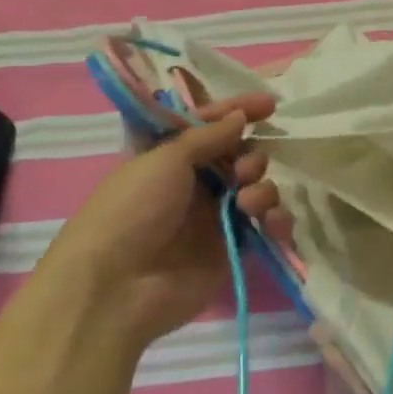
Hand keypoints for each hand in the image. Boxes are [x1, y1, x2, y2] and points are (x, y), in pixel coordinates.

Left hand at [37, 93, 292, 349]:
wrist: (115, 289)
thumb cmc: (132, 210)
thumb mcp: (165, 159)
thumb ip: (208, 135)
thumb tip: (239, 117)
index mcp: (171, 160)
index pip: (211, 127)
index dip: (238, 112)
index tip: (269, 105)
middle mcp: (195, 186)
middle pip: (240, 157)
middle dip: (251, 156)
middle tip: (244, 169)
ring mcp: (215, 219)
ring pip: (256, 188)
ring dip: (262, 187)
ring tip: (248, 201)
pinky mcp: (232, 250)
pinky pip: (266, 226)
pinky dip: (276, 219)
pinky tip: (272, 221)